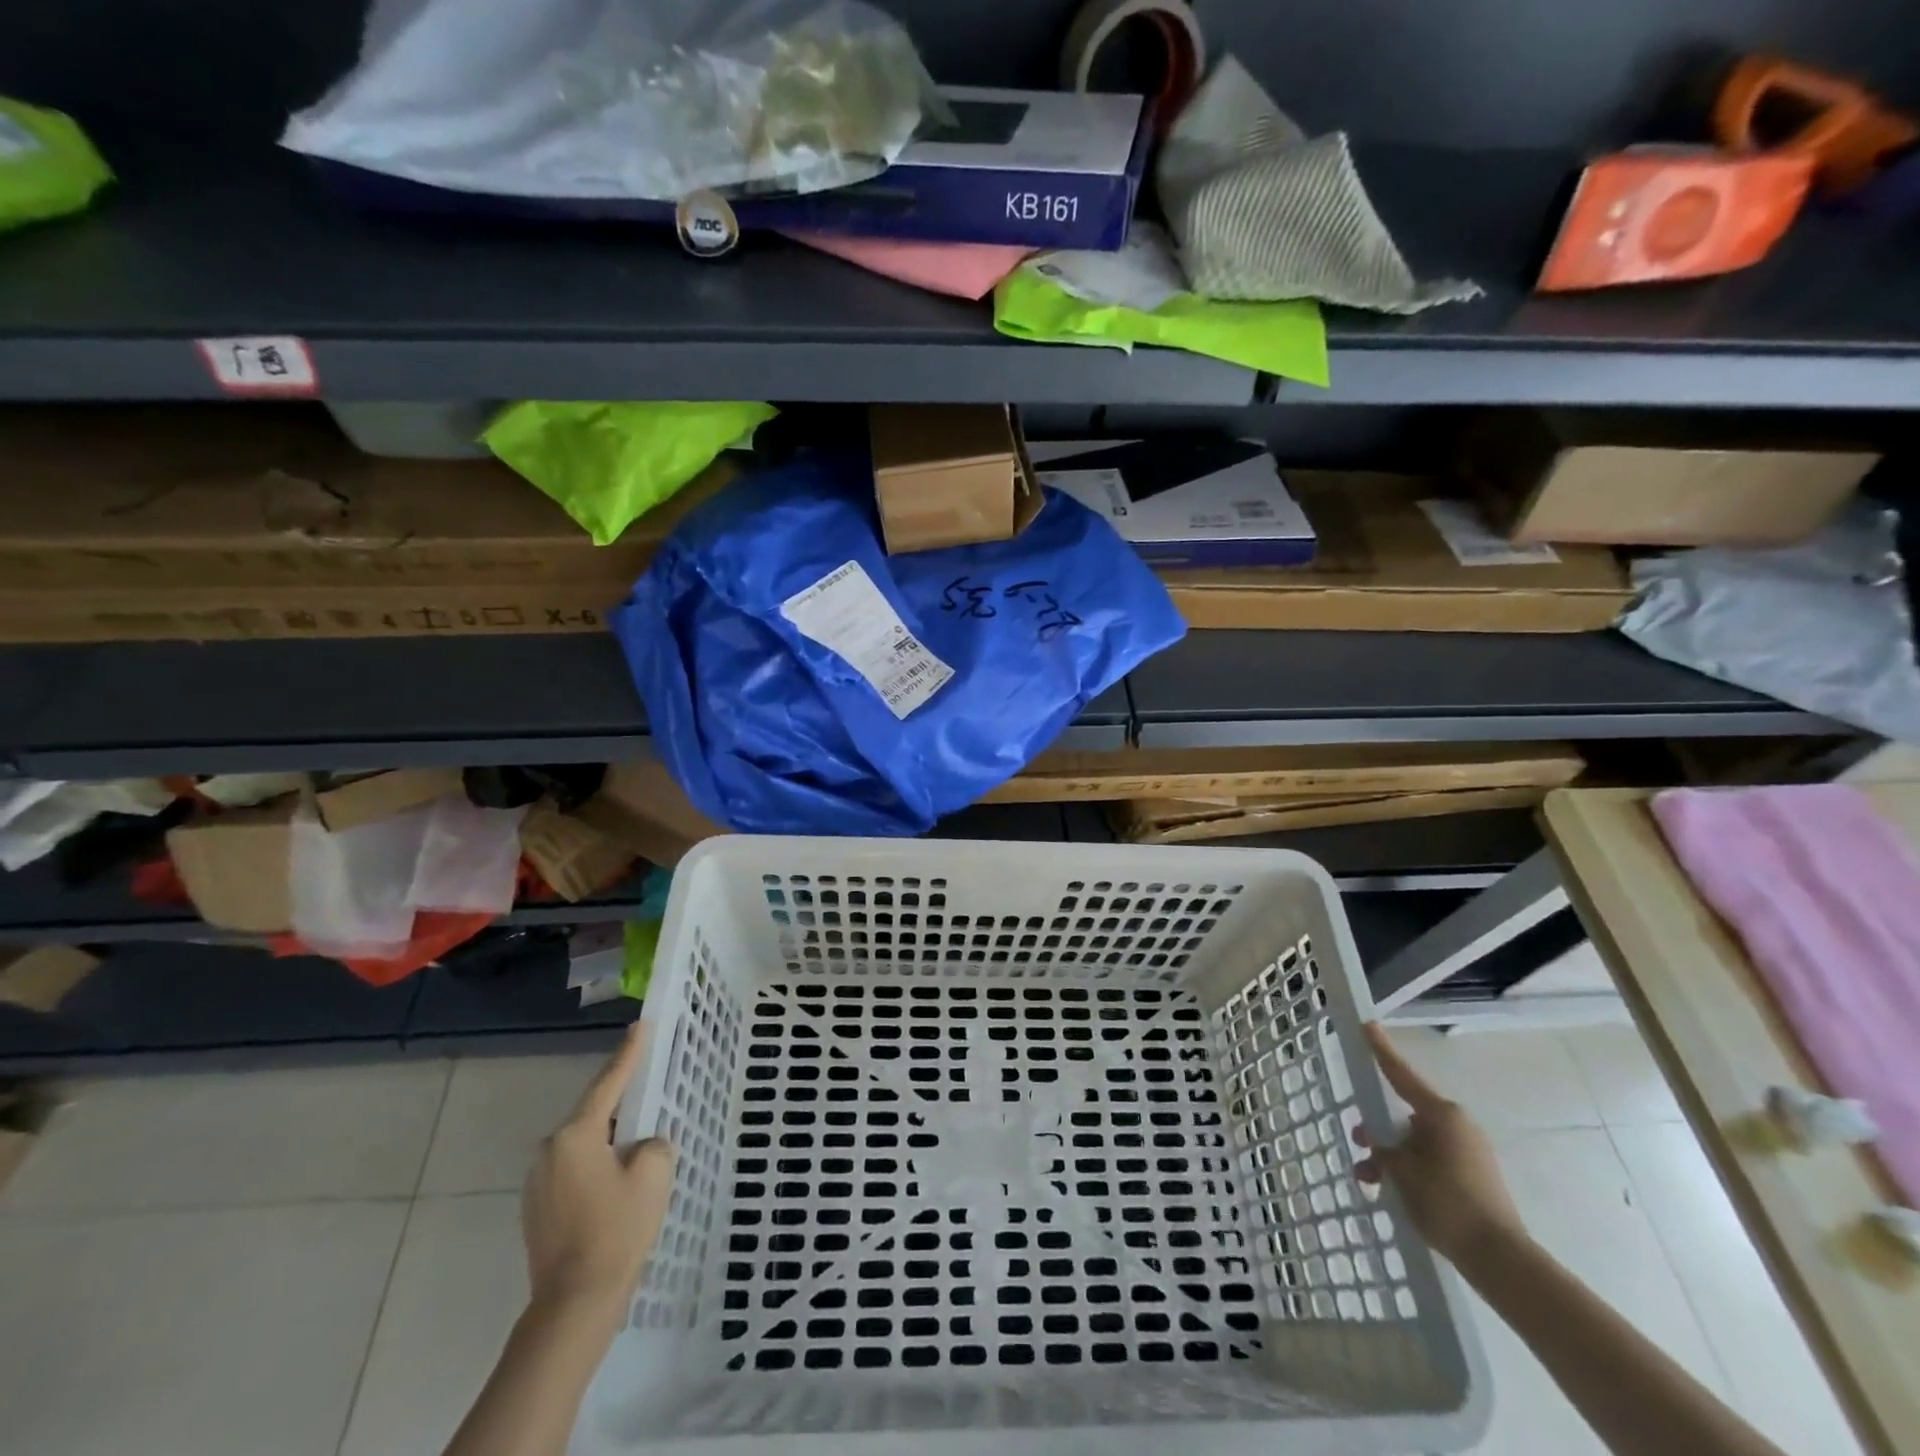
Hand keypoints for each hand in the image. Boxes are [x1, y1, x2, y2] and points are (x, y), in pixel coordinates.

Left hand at [521, 1021, 676, 1315]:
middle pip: (595, 1114)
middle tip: (650, 1090)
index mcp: (576, 1135)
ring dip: (611, 1140)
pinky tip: (619, 1182)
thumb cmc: (617, 1230)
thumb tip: (641, 1147)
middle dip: (623, 1104)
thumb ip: (653, 1143)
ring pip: (585, 1144)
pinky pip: (576, 1169)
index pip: (609, 1083)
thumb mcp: (653, 1174)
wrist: (574, 1305)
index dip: (629, 1053)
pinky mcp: (538, 1209)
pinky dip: (599, 1165)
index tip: (641, 1025)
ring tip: (640, 1144)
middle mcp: (550, 1150)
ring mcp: (539, 1181)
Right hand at [1354, 1022, 1526, 1269]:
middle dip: (1379, 1128)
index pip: (1401, 1075)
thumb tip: (1380, 1146)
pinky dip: (1409, 1171)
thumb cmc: (1446, 1202)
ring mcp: (1467, 1152)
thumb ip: (1383, 1150)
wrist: (1499, 1259)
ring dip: (1390, 1156)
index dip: (1381, 1050)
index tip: (1367, 1025)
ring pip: (1415, 1143)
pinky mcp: (1472, 1177)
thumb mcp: (1401, 1171)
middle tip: (1358, 1139)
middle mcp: (1456, 1126)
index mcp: (1441, 1114)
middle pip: (1406, 1115)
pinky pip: (1430, 1162)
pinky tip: (1389, 1193)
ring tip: (1368, 1179)